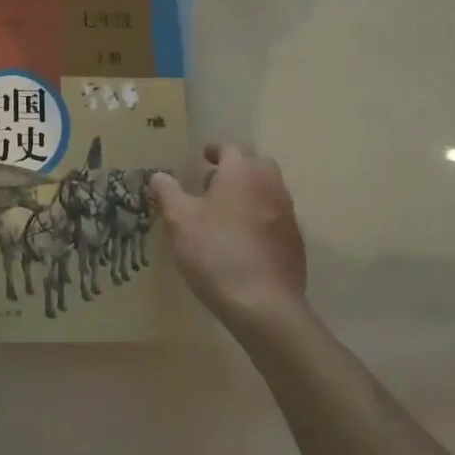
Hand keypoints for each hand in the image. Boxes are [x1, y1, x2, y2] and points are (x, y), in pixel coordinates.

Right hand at [149, 144, 308, 342]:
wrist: (264, 306)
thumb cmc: (216, 252)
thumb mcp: (179, 220)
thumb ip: (167, 192)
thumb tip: (159, 175)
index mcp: (242, 172)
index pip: (229, 149)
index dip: (214, 151)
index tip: (203, 157)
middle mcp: (270, 186)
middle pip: (255, 166)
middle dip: (235, 170)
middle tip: (212, 185)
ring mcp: (287, 215)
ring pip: (267, 192)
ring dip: (249, 195)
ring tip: (224, 215)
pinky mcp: (295, 243)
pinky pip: (275, 219)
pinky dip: (260, 220)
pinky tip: (242, 242)